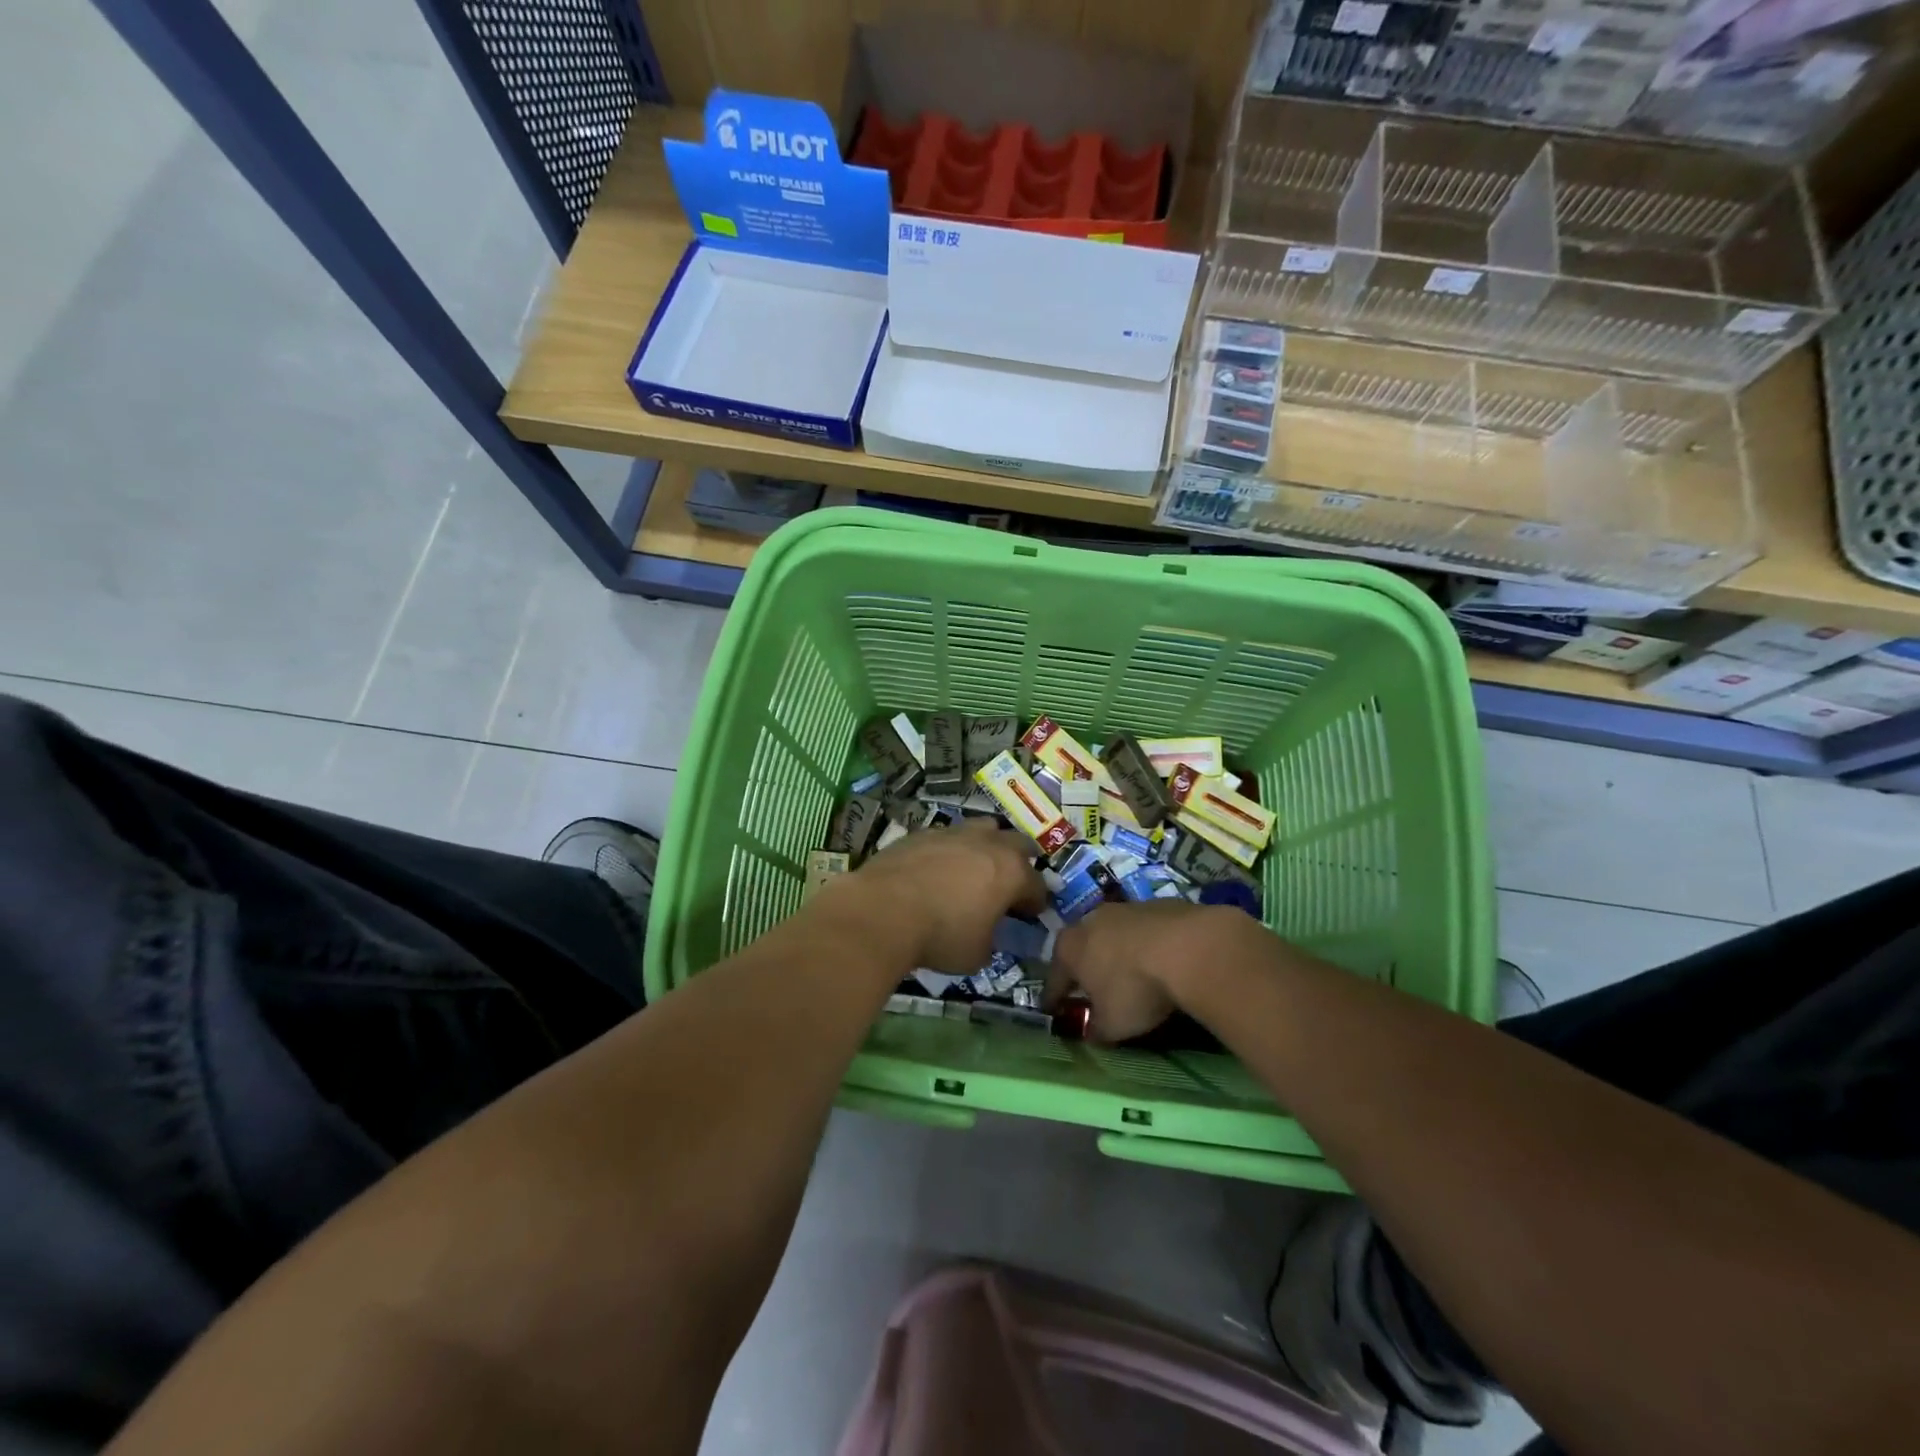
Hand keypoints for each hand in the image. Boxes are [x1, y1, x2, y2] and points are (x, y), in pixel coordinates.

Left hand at [830, 820, 1047, 972]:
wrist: (882, 910)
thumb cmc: (940, 935)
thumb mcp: (977, 954)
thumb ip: (991, 939)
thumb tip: (987, 935)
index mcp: (1011, 872)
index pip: (1037, 886)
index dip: (1036, 902)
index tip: (1030, 915)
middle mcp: (987, 844)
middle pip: (1017, 843)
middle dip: (1020, 861)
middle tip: (1009, 882)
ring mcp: (953, 833)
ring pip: (982, 828)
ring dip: (986, 845)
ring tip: (976, 867)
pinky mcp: (922, 833)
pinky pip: (947, 836)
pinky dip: (950, 850)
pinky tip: (938, 868)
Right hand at [1047, 901, 1252, 1042]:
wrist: (1187, 947)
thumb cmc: (1134, 989)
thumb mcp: (1111, 1025)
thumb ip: (1096, 1030)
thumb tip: (1092, 1032)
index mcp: (1068, 949)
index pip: (1054, 980)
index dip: (1053, 999)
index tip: (1053, 1011)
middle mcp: (1088, 922)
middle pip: (1081, 951)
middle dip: (1084, 970)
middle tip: (1091, 992)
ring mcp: (1123, 908)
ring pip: (1112, 936)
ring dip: (1116, 954)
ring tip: (1128, 975)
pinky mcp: (1155, 904)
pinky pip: (1142, 931)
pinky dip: (1145, 945)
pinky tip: (1158, 961)